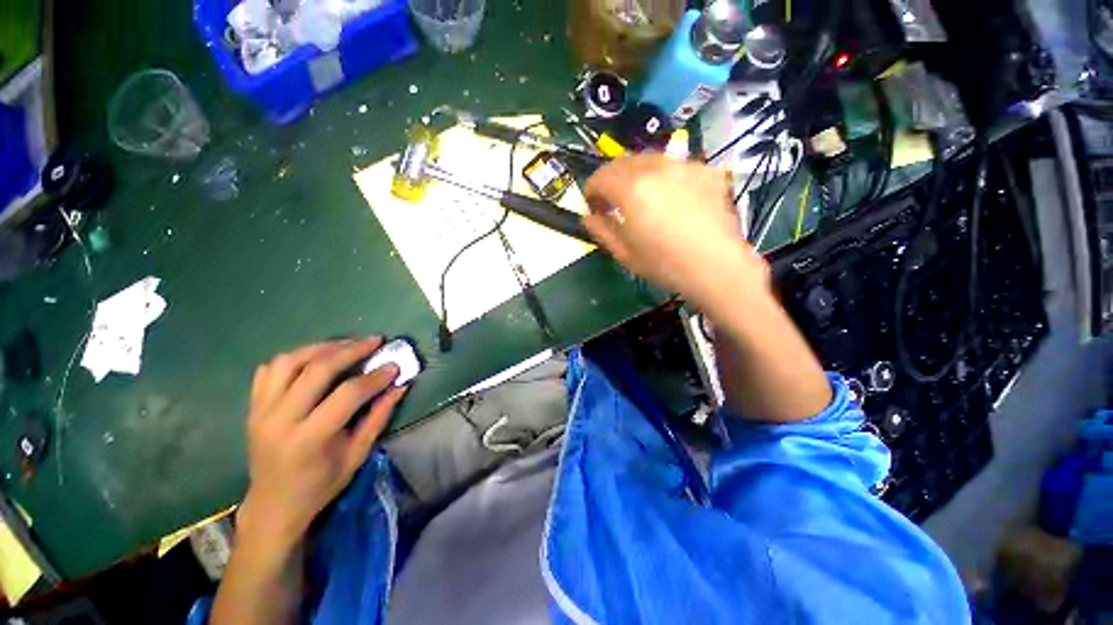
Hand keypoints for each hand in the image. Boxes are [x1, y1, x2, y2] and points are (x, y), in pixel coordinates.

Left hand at [237, 338, 406, 556]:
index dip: (375, 377)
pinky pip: (269, 369)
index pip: (347, 394)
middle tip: (375, 341)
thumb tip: (400, 386)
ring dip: (322, 347)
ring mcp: (260, 411)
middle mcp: (279, 420)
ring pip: (289, 361)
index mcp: (309, 439)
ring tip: (346, 344)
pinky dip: (294, 357)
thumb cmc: (320, 485)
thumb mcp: (357, 455)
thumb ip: (378, 417)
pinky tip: (315, 358)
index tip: (394, 366)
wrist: (272, 505)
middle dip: (351, 350)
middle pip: (316, 370)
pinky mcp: (253, 407)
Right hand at [584, 154, 768, 306]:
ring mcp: (684, 165)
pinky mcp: (706, 170)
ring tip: (641, 198)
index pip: (600, 176)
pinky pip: (675, 166)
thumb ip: (601, 230)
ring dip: (636, 175)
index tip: (593, 207)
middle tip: (613, 202)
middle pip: (623, 162)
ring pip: (649, 159)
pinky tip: (671, 198)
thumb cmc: (664, 264)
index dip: (591, 191)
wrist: (717, 267)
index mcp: (632, 188)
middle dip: (611, 180)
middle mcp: (656, 167)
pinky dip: (664, 177)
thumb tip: (588, 217)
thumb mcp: (624, 253)